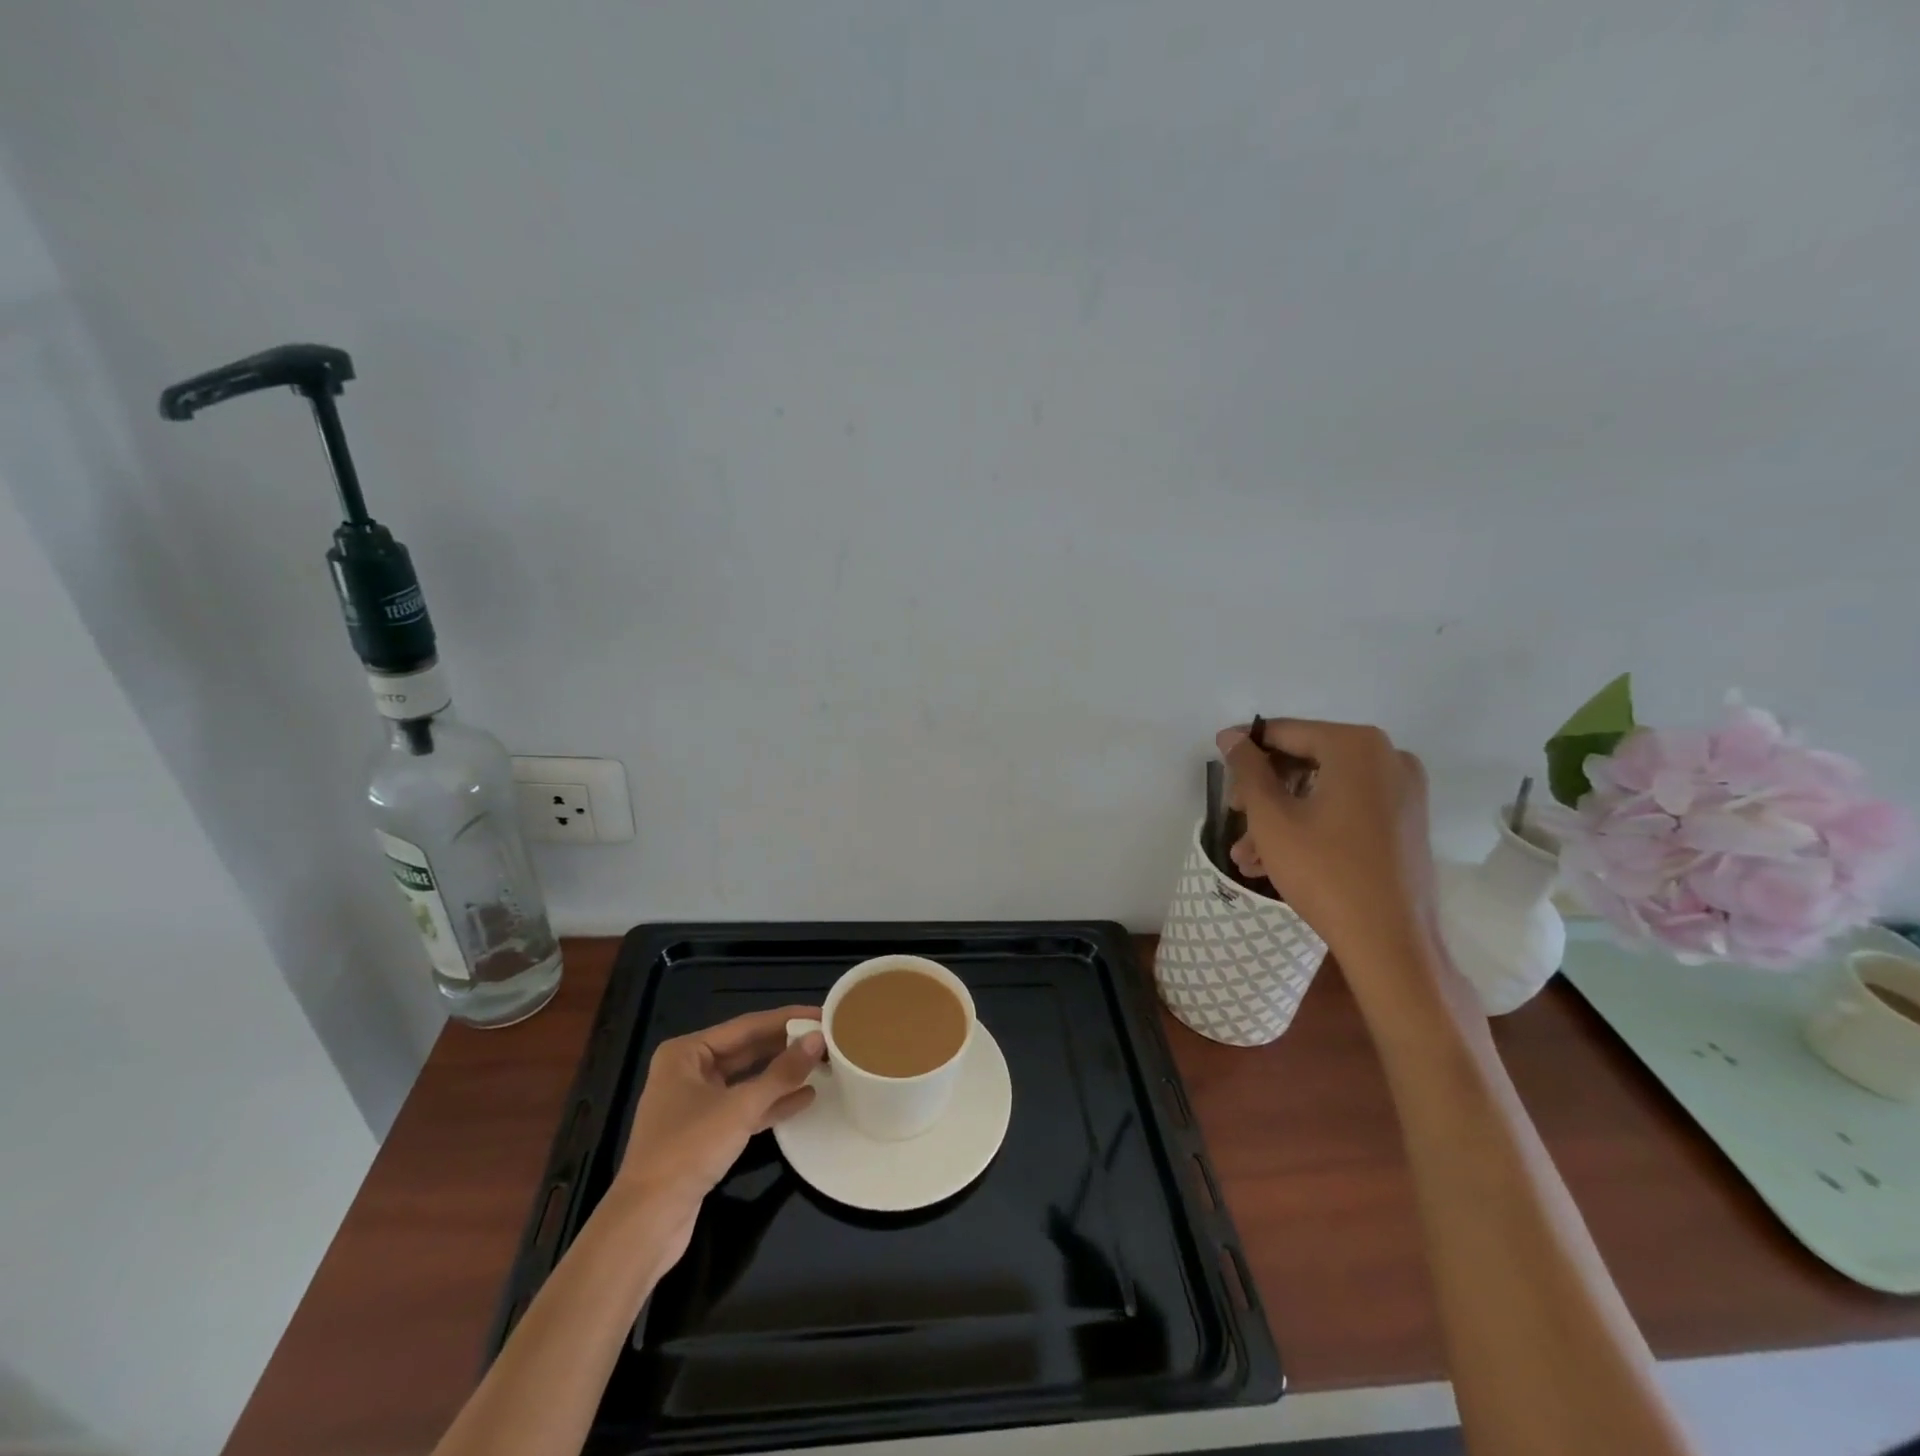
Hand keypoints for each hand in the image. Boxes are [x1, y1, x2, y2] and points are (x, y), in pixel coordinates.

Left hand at [615, 1007, 824, 1231]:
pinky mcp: (705, 1133)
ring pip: (748, 1080)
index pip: (747, 1026)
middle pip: (747, 1050)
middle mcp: (689, 1070)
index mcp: (687, 1052)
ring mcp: (696, 1103)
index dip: (787, 1019)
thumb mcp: (740, 1107)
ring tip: (823, 1064)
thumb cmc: (688, 1150)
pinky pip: (744, 1107)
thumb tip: (818, 1039)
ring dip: (783, 1074)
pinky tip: (805, 1098)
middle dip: (786, 1046)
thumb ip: (782, 1073)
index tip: (823, 1013)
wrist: (647, 1222)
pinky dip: (771, 1103)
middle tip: (828, 1037)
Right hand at [1217, 719, 1437, 969]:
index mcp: (1356, 746)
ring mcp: (1402, 791)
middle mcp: (1388, 757)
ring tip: (1246, 854)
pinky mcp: (1405, 822)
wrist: (1391, 943)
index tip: (1218, 763)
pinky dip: (1311, 825)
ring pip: (1323, 790)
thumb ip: (1248, 770)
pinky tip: (1275, 859)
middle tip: (1233, 817)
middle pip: (1306, 761)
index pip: (1287, 733)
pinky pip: (1346, 809)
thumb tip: (1232, 738)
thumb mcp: (1271, 818)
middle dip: (1263, 792)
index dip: (1246, 747)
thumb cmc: (1324, 872)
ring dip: (1281, 816)